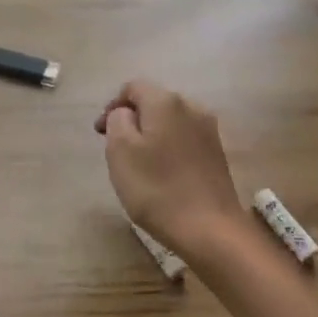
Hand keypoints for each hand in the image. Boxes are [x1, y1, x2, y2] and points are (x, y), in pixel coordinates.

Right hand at [94, 81, 245, 255]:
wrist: (209, 229)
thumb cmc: (156, 188)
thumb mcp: (120, 150)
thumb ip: (118, 120)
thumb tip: (126, 113)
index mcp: (166, 101)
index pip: (132, 87)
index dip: (112, 106)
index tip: (100, 134)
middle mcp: (192, 107)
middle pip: (153, 103)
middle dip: (132, 120)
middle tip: (116, 150)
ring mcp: (209, 130)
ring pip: (170, 122)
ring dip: (151, 135)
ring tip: (139, 164)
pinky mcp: (217, 153)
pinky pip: (184, 140)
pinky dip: (168, 149)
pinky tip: (163, 174)